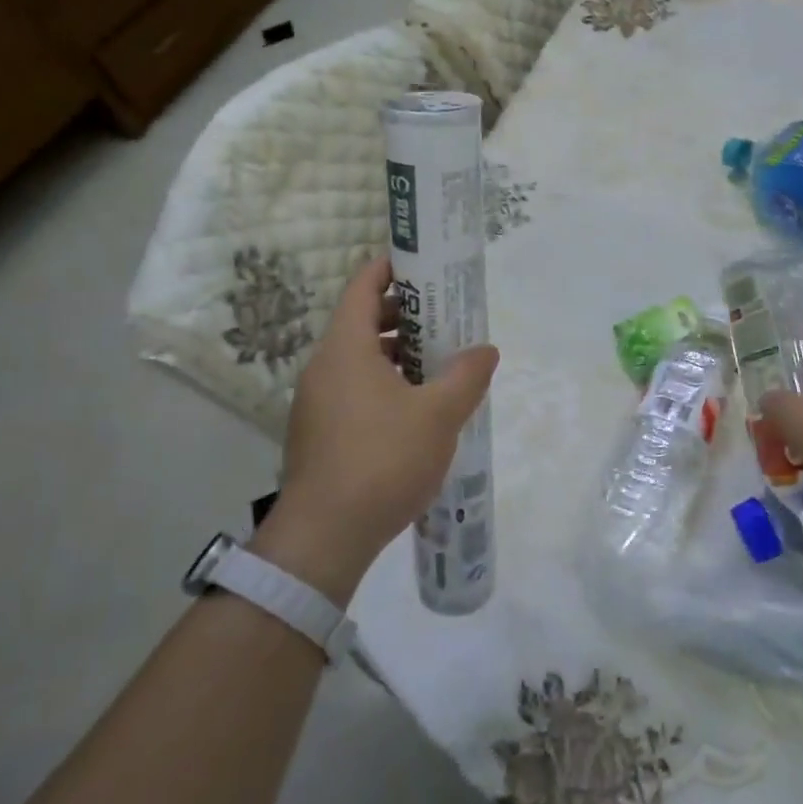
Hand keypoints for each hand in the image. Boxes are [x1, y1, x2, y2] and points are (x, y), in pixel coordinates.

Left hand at [255, 255, 498, 603]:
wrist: (324, 538)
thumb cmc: (383, 460)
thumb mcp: (439, 414)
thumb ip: (466, 375)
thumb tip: (486, 350)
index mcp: (345, 348)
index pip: (363, 286)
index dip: (391, 268)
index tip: (424, 265)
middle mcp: (324, 367)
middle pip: (362, 321)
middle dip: (404, 314)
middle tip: (444, 318)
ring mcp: (316, 402)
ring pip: (358, 359)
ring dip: (396, 353)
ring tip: (438, 363)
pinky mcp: (318, 433)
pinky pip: (353, 389)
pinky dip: (383, 383)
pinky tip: (415, 409)